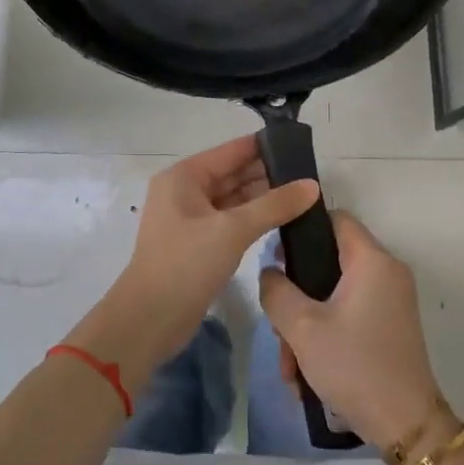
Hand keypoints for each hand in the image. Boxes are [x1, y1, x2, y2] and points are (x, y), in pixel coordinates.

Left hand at [71, 136, 318, 382]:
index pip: (231, 151)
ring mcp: (190, 219)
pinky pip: (230, 221)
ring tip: (304, 196)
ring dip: (264, 198)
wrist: (150, 319)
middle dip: (268, 174)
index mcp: (184, 177)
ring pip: (233, 199)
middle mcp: (185, 191)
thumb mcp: (233, 230)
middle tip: (311, 175)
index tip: (301, 145)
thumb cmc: (186, 264)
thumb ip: (274, 205)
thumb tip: (313, 185)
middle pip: (232, 174)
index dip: (264, 146)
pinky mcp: (197, 244)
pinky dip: (253, 219)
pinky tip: (282, 220)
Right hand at [259, 211, 445, 447]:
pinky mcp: (389, 325)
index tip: (275, 255)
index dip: (302, 229)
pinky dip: (326, 335)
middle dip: (297, 294)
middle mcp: (387, 272)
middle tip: (277, 324)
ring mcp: (390, 300)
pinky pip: (348, 314)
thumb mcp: (301, 327)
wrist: (407, 426)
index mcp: (372, 261)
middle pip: (330, 261)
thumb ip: (276, 290)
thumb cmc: (354, 365)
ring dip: (306, 324)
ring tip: (289, 365)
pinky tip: (306, 372)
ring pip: (334, 294)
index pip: (335, 218)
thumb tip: (270, 272)